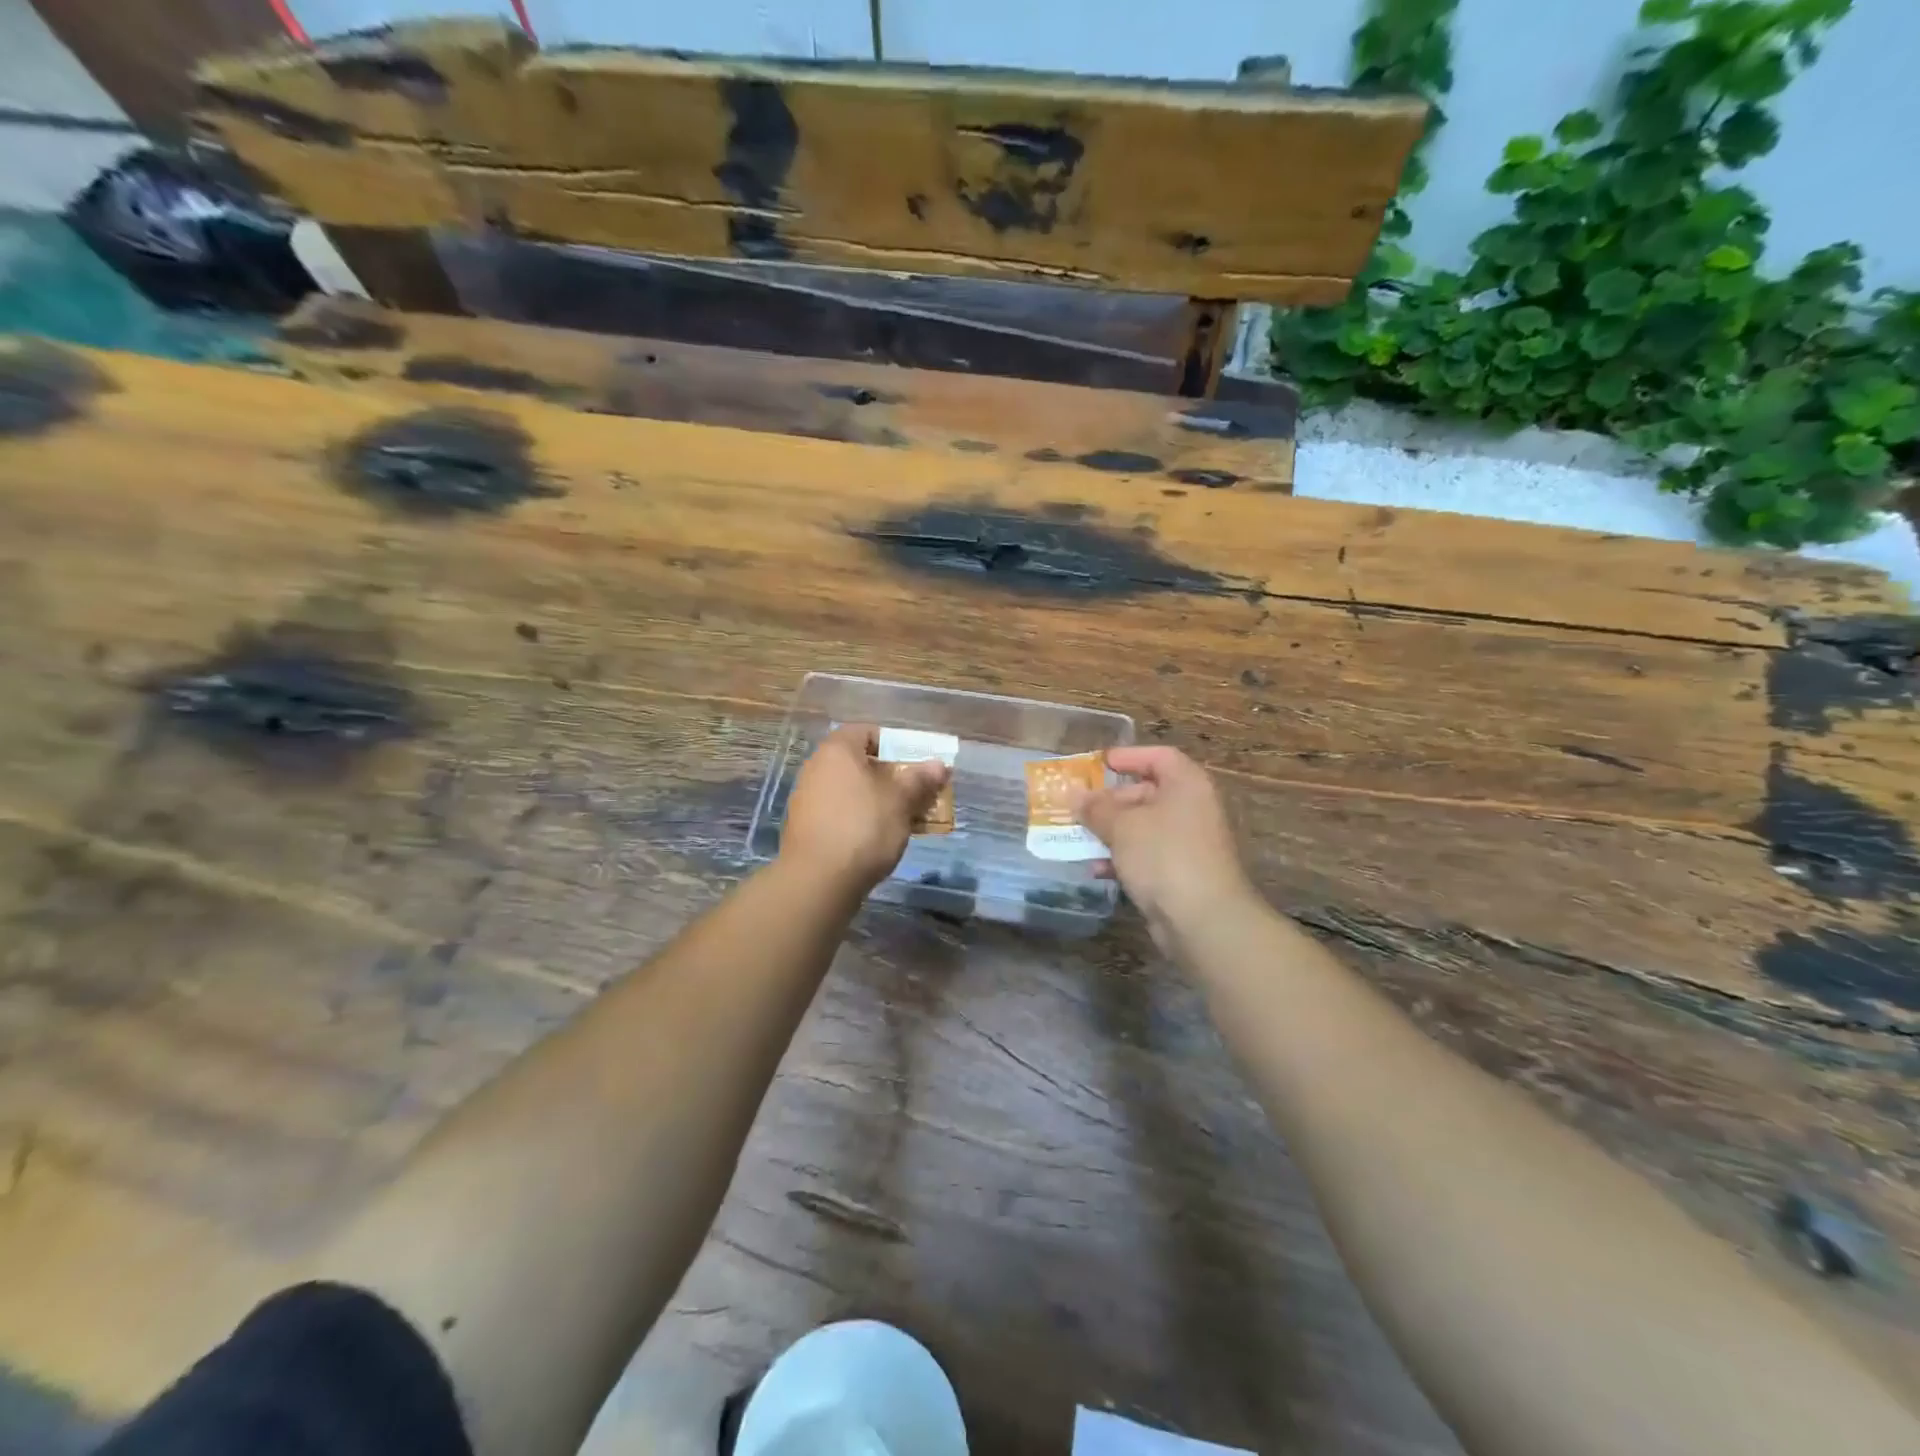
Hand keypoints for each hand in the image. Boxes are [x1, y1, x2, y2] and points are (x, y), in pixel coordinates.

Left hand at [780, 724, 948, 893]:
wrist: (817, 880)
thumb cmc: (864, 827)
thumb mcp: (901, 801)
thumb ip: (920, 779)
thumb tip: (939, 765)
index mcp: (837, 750)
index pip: (867, 732)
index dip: (894, 744)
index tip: (915, 764)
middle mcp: (816, 767)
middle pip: (859, 762)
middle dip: (890, 776)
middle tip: (916, 793)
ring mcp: (807, 798)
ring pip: (851, 790)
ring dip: (877, 800)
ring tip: (904, 819)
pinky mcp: (806, 827)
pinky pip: (839, 813)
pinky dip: (859, 819)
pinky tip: (878, 840)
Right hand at [1075, 746, 1254, 945]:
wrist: (1203, 919)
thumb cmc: (1164, 856)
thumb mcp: (1122, 826)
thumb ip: (1096, 808)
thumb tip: (1074, 795)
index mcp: (1186, 785)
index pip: (1158, 757)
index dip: (1128, 757)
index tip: (1098, 764)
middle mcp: (1192, 808)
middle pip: (1148, 792)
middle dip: (1110, 800)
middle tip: (1080, 808)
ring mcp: (1188, 843)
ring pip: (1143, 827)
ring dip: (1111, 832)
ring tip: (1079, 838)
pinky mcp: (1181, 873)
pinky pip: (1147, 856)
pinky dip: (1123, 859)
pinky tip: (1097, 870)